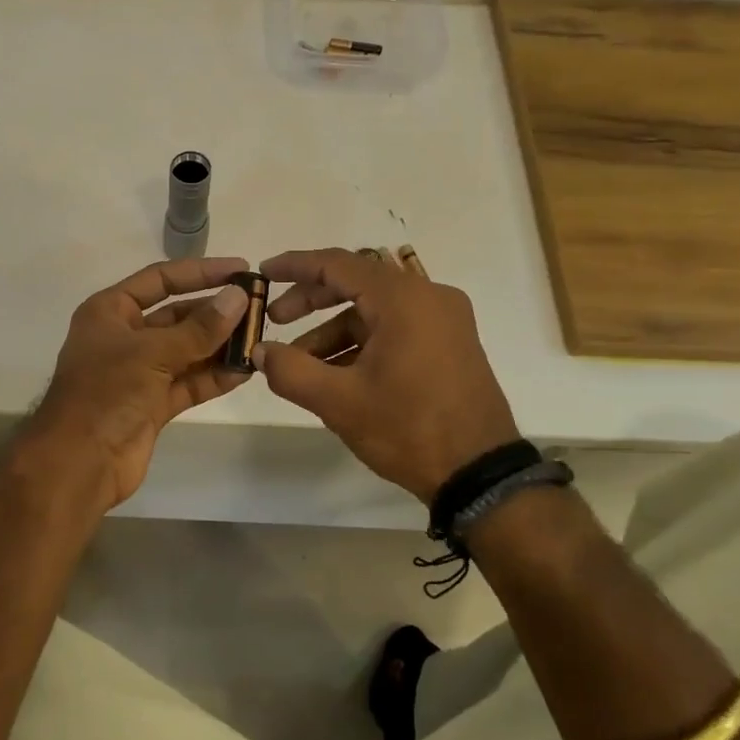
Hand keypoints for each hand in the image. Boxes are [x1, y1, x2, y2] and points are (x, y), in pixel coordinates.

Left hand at [29, 256, 253, 508]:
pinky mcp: (152, 405)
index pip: (160, 280)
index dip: (200, 272)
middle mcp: (124, 337)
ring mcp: (139, 373)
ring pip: (186, 351)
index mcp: (110, 312)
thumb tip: (238, 297)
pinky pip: (188, 383)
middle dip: (215, 312)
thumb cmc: (106, 393)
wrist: (79, 463)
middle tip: (260, 308)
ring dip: (219, 346)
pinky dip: (213, 377)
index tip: (241, 269)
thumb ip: (198, 328)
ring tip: (259, 338)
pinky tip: (244, 370)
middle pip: (176, 315)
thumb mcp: (152, 353)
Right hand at [256, 247, 519, 502]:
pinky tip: (335, 373)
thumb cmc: (408, 428)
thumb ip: (290, 370)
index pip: (338, 264)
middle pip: (357, 282)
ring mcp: (444, 321)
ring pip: (374, 309)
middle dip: (311, 300)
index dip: (295, 266)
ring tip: (300, 363)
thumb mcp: (339, 401)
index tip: (263, 273)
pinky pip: (394, 327)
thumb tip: (259, 351)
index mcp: (404, 299)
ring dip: (333, 329)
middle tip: (275, 321)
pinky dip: (361, 342)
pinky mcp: (449, 344)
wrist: (480, 474)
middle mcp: (429, 297)